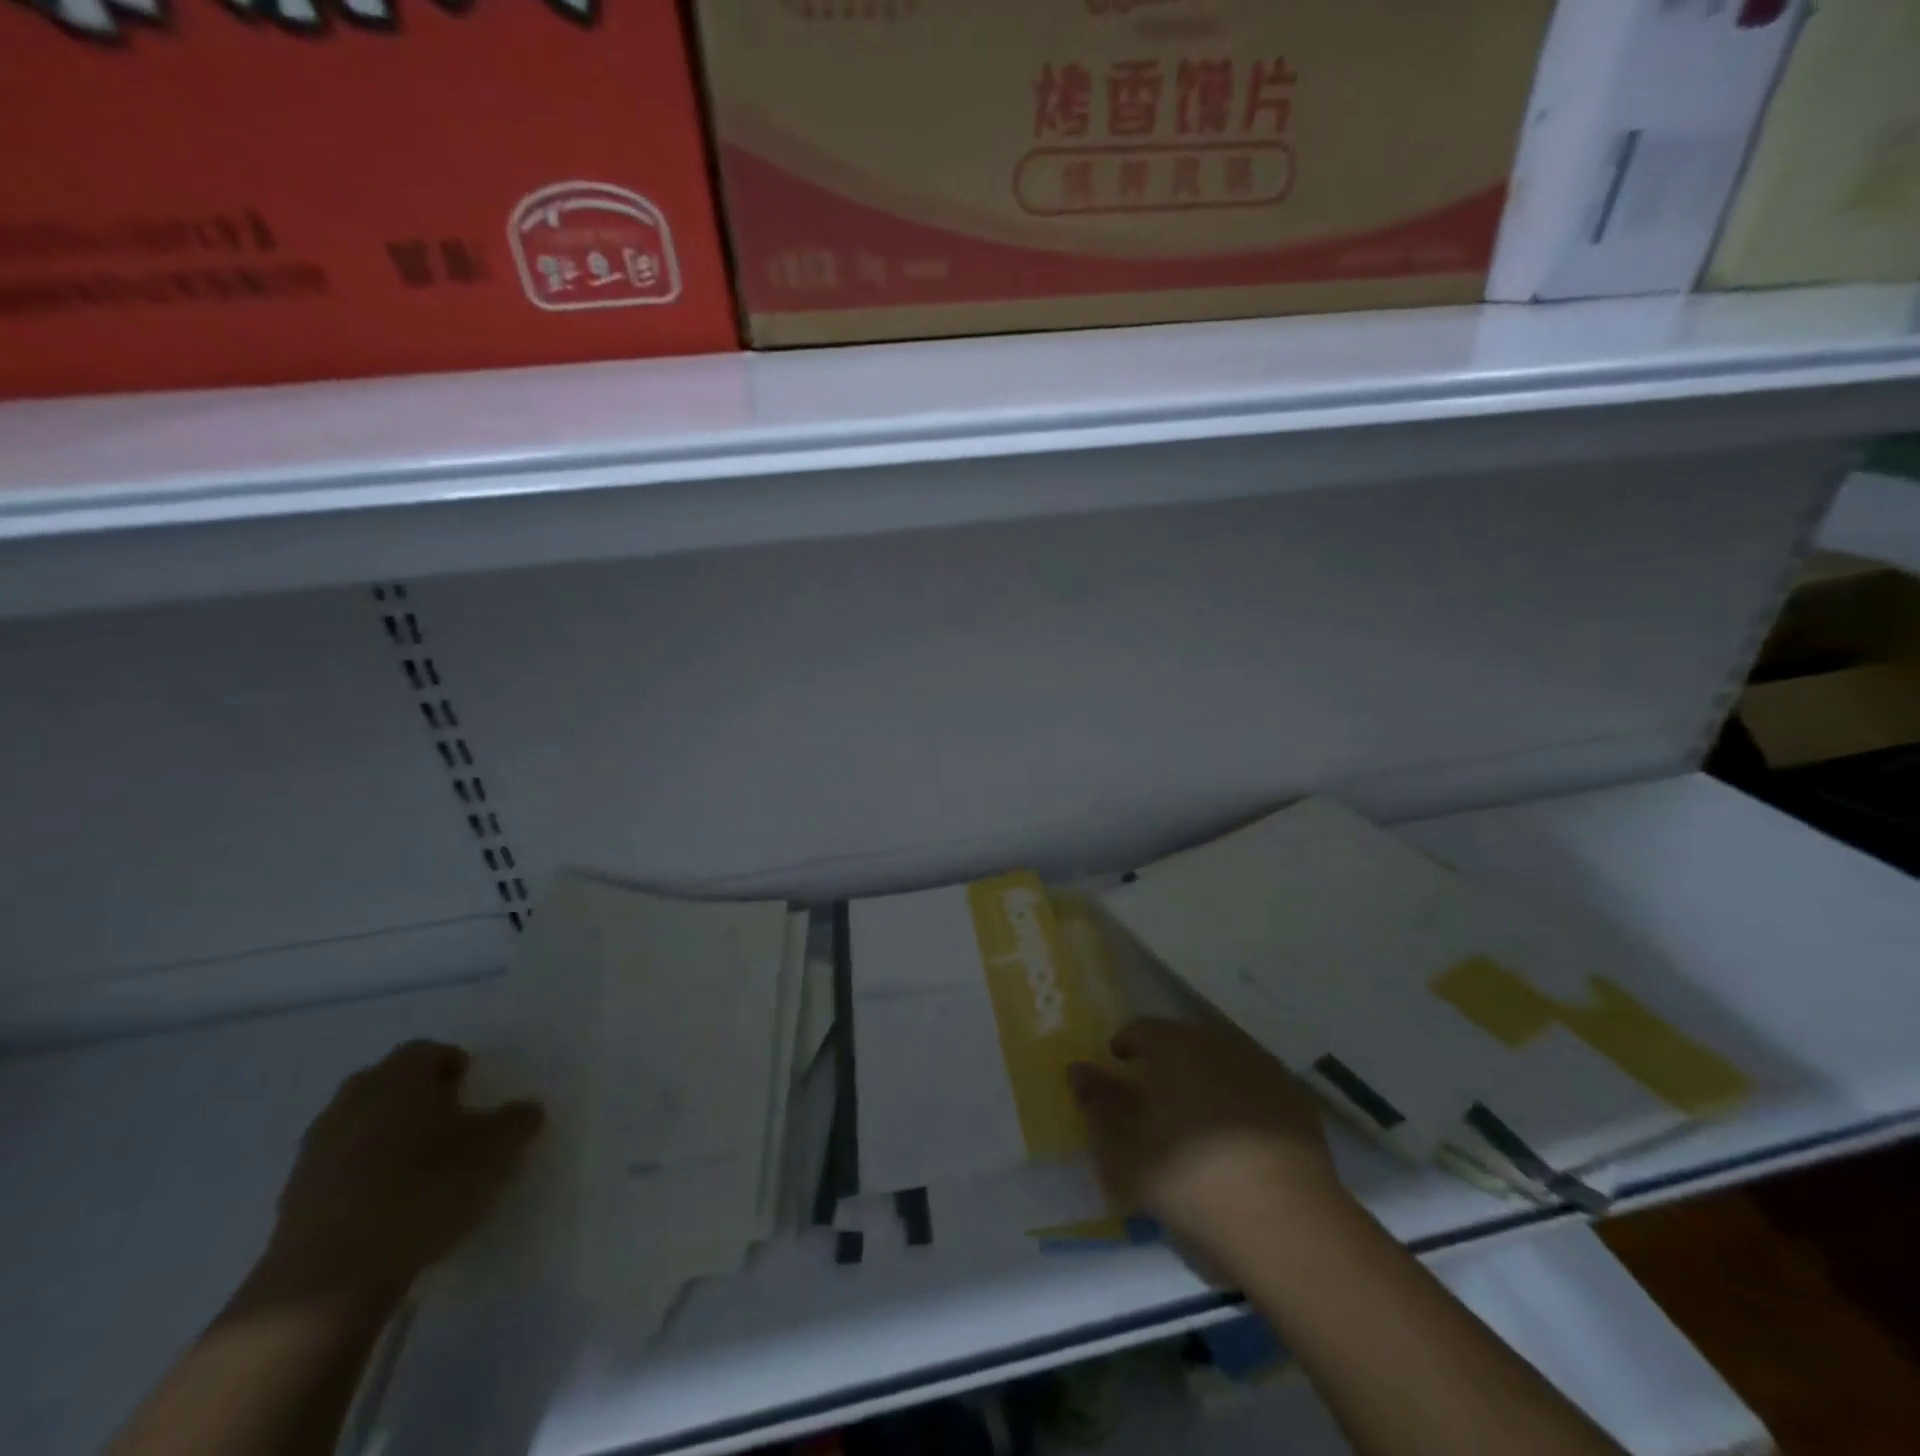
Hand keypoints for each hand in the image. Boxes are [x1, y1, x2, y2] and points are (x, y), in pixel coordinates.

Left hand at [249, 1040, 542, 1307]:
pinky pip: (338, 1165)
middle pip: (387, 1082)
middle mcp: (352, 1101)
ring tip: (420, 1165)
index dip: (453, 1066)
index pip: (427, 1052)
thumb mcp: (493, 1153)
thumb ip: (516, 1123)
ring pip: (359, 1123)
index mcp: (398, 1078)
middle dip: (417, 1096)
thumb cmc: (422, 1193)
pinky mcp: (293, 1197)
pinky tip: (387, 1202)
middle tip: (449, 1122)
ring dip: (387, 1133)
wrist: (328, 1282)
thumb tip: (527, 1110)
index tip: (473, 1090)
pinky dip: (362, 1172)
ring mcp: (315, 1149)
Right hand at [1069, 1018, 1346, 1264]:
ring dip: (1202, 1082)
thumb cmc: (1192, 1179)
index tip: (1117, 1071)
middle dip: (1164, 1064)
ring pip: (1220, 1065)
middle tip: (1151, 1102)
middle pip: (1182, 1043)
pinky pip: (1253, 1091)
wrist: (1289, 1227)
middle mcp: (1220, 1044)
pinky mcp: (1296, 1104)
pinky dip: (1238, 1105)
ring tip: (1193, 1124)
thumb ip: (1099, 1103)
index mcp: (1176, 1046)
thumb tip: (1077, 1068)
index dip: (1125, 1047)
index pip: (1141, 1030)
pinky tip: (1236, 1143)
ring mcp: (1264, 1072)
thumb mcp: (1126, 1149)